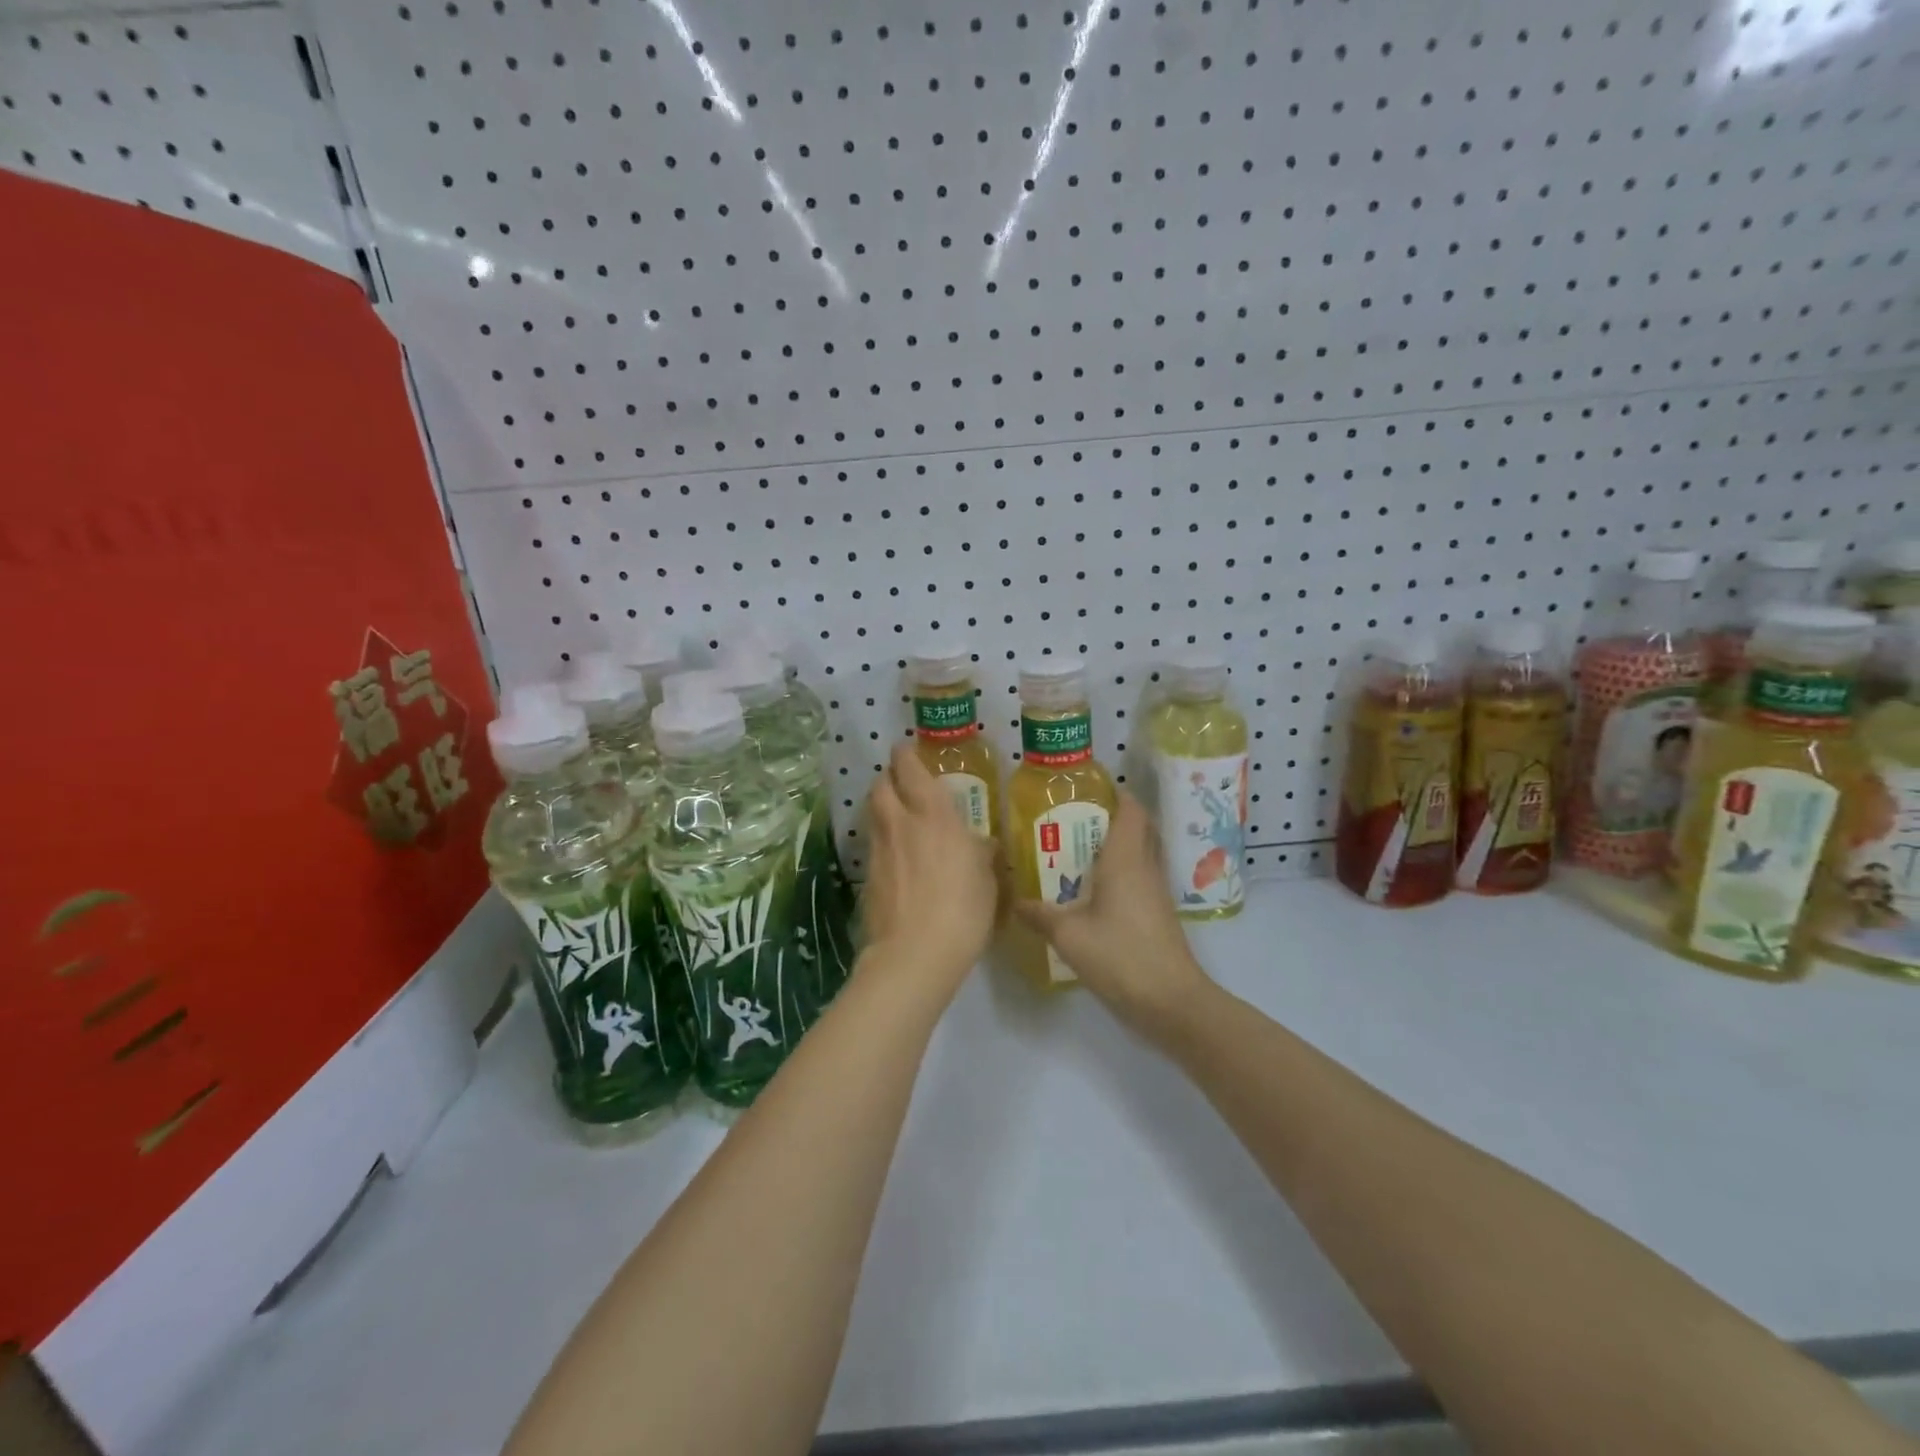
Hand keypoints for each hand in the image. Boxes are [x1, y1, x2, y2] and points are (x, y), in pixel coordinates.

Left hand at [860, 743, 999, 996]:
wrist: (914, 954)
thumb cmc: (963, 910)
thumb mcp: (987, 880)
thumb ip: (982, 854)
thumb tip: (984, 844)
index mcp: (933, 815)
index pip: (910, 769)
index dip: (905, 755)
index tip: (907, 749)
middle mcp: (900, 823)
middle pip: (880, 785)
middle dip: (889, 778)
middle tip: (903, 783)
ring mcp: (879, 850)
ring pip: (873, 813)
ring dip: (882, 807)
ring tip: (899, 817)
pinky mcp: (867, 877)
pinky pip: (873, 845)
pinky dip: (882, 841)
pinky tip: (897, 857)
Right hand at [1012, 793, 1210, 1034]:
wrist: (1170, 1001)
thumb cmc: (1121, 956)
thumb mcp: (1069, 935)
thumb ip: (1040, 914)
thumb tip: (1014, 900)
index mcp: (1126, 859)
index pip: (1132, 809)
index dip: (1115, 793)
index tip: (1086, 790)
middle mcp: (1145, 867)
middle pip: (1138, 826)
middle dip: (1111, 816)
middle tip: (1074, 819)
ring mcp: (1156, 891)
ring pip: (1141, 852)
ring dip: (1116, 844)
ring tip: (1077, 849)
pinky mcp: (1159, 912)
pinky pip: (1140, 876)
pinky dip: (1121, 870)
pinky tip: (1094, 888)